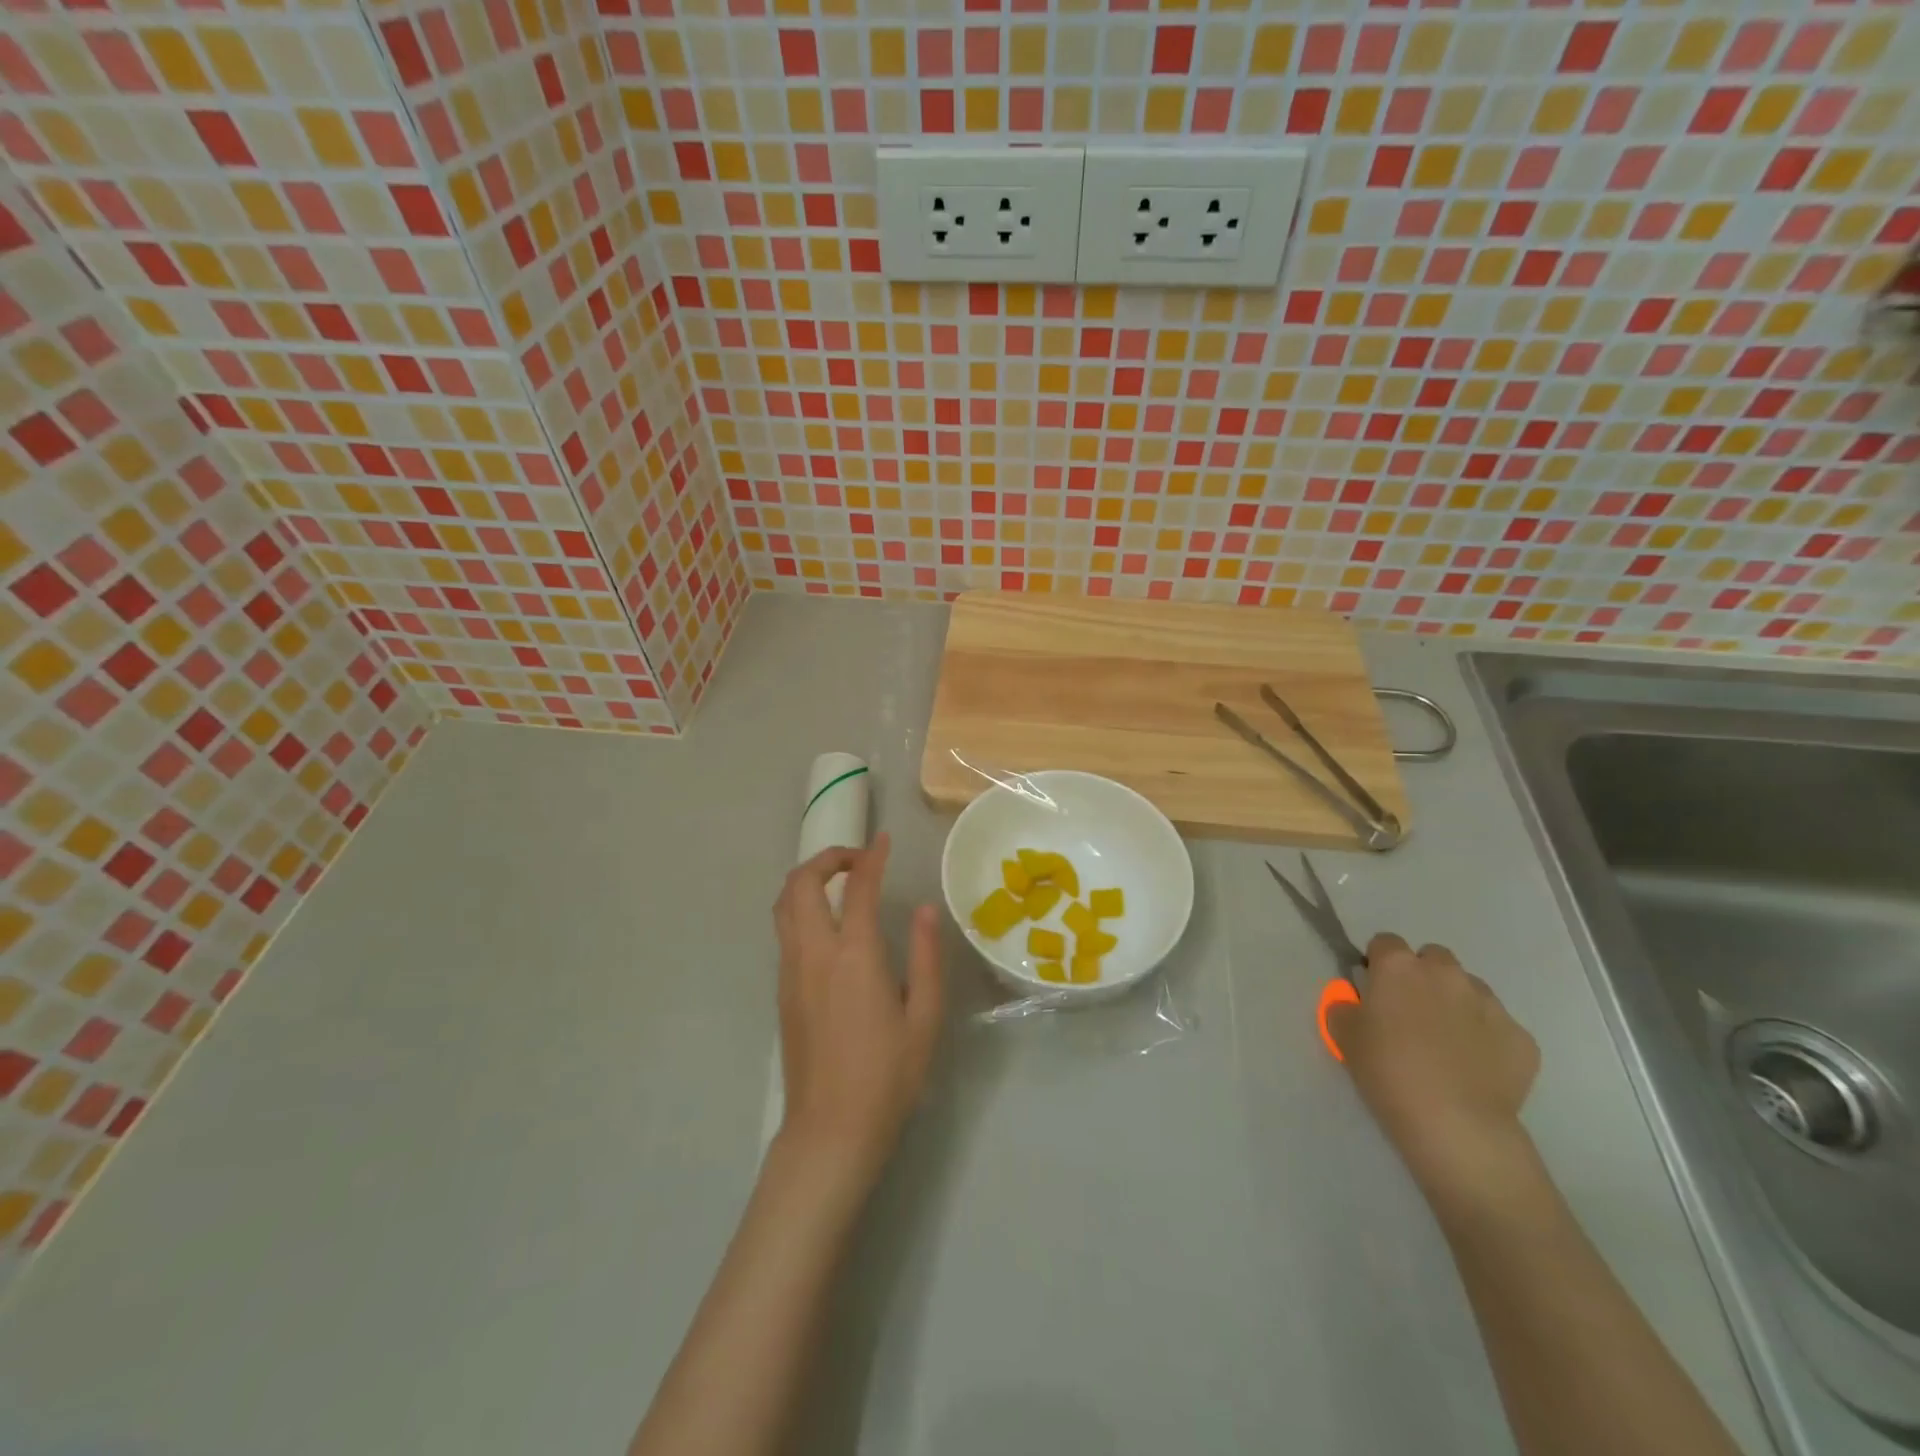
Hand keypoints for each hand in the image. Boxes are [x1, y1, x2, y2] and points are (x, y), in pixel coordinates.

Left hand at [773, 833, 942, 1186]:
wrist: (830, 1131)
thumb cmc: (887, 1076)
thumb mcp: (924, 1018)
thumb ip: (926, 958)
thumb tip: (925, 911)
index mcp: (854, 956)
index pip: (858, 887)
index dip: (872, 856)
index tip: (885, 841)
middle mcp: (814, 953)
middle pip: (801, 883)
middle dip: (827, 858)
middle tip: (858, 861)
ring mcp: (791, 971)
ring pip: (783, 905)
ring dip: (807, 880)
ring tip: (841, 884)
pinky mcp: (782, 990)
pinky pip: (785, 930)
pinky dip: (801, 907)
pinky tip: (830, 926)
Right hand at [1326, 934, 1540, 1206]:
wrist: (1455, 1124)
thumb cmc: (1388, 1071)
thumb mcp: (1344, 1036)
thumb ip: (1344, 1007)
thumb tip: (1355, 1002)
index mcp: (1399, 967)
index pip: (1385, 943)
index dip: (1378, 964)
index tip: (1374, 991)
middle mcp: (1446, 973)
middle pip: (1433, 958)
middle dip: (1423, 977)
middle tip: (1411, 1014)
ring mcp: (1490, 1004)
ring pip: (1470, 990)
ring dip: (1456, 1004)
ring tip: (1447, 1044)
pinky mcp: (1522, 1038)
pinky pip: (1499, 1028)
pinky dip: (1487, 1040)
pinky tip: (1476, 1070)